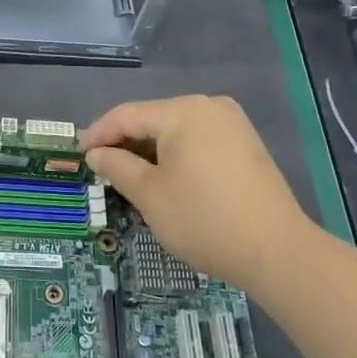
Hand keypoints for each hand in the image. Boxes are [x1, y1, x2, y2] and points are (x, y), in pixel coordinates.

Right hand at [82, 95, 310, 288]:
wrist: (277, 251)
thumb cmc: (204, 220)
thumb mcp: (150, 195)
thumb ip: (117, 167)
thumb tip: (96, 153)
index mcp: (184, 111)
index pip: (127, 115)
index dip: (99, 133)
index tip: (79, 154)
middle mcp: (209, 106)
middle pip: (153, 119)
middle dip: (125, 143)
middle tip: (101, 168)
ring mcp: (232, 123)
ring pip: (176, 131)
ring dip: (150, 151)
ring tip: (129, 177)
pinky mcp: (245, 144)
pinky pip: (198, 140)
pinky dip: (176, 156)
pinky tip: (165, 178)